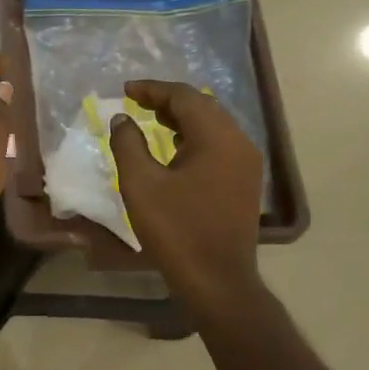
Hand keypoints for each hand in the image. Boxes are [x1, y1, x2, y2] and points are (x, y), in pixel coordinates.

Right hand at [109, 80, 263, 309]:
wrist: (216, 280)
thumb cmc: (176, 229)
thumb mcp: (140, 184)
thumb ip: (128, 144)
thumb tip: (122, 119)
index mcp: (217, 137)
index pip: (184, 97)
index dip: (152, 90)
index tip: (125, 90)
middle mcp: (239, 143)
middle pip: (202, 106)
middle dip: (168, 100)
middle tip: (137, 102)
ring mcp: (246, 164)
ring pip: (213, 125)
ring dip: (182, 118)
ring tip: (151, 120)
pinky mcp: (245, 182)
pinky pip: (219, 145)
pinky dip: (194, 137)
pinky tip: (174, 148)